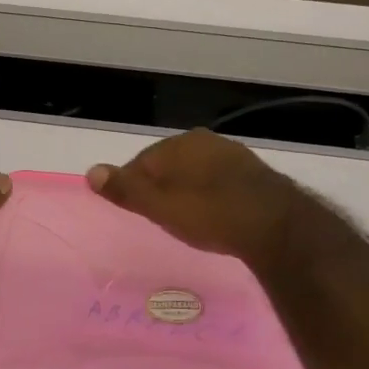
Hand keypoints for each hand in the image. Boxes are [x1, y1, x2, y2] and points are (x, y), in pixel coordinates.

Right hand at [88, 130, 312, 264]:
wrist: (277, 226)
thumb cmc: (210, 214)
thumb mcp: (160, 206)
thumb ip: (125, 189)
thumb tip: (90, 171)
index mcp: (179, 144)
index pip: (141, 161)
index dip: (133, 186)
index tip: (134, 210)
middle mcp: (206, 141)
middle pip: (169, 164)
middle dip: (161, 187)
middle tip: (158, 217)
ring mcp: (233, 155)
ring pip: (196, 172)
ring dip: (187, 190)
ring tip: (186, 218)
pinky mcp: (255, 174)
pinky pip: (220, 182)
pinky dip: (211, 196)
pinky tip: (215, 216)